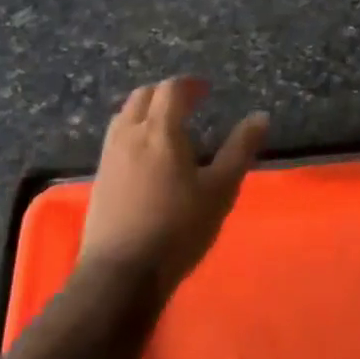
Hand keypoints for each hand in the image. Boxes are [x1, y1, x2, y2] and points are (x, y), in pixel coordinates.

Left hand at [80, 77, 269, 291]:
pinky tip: (146, 155)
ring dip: (146, 110)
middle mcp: (129, 135)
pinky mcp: (100, 179)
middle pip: (142, 96)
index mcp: (160, 131)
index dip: (189, 84)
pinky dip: (133, 131)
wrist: (121, 274)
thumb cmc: (178, 228)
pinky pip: (116, 138)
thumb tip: (260, 117)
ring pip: (124, 116)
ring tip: (167, 125)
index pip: (171, 89)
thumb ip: (240, 150)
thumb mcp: (220, 190)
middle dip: (166, 93)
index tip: (206, 89)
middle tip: (188, 102)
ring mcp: (109, 157)